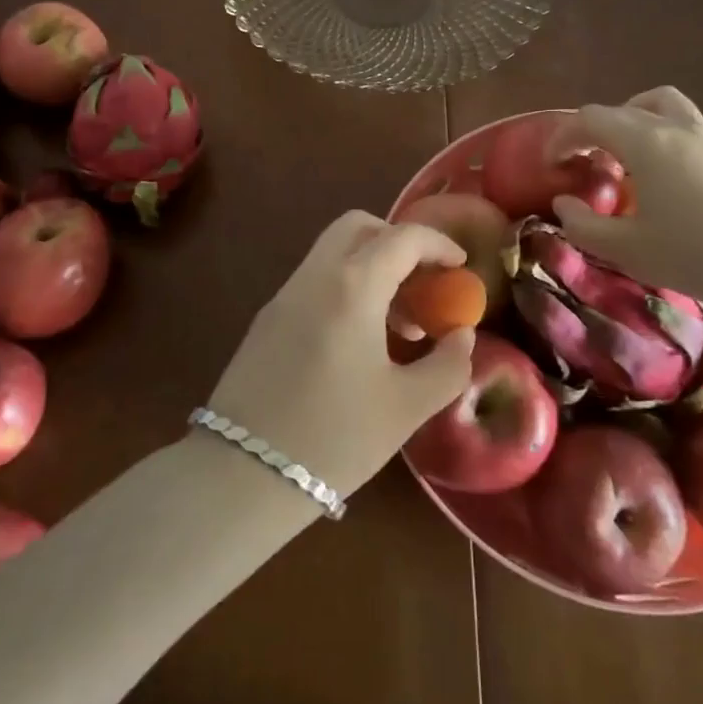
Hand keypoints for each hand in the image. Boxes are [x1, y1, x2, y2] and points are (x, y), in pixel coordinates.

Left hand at [207, 211, 476, 498]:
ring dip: (372, 268)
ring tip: (401, 326)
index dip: (438, 244)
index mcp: (351, 286)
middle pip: (358, 226)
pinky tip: (361, 342)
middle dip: (398, 242)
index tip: (461, 266)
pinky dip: (346, 288)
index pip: (402, 238)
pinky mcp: (267, 320)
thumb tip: (463, 336)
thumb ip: (447, 366)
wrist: (240, 476)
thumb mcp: (406, 408)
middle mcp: (314, 276)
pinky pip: (315, 281)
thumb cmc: (333, 438)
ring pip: (333, 253)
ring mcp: (284, 296)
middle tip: (424, 281)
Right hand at [550, 87, 702, 316]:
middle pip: (626, 107)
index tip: (551, 164)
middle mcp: (677, 128)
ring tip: (627, 157)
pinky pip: (689, 130)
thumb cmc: (699, 254)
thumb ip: (584, 226)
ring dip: (636, 121)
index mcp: (646, 142)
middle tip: (586, 161)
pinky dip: (665, 141)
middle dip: (596, 128)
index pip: (590, 119)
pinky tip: (669, 183)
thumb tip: (565, 204)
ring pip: (665, 106)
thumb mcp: (628, 250)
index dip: (562, 136)